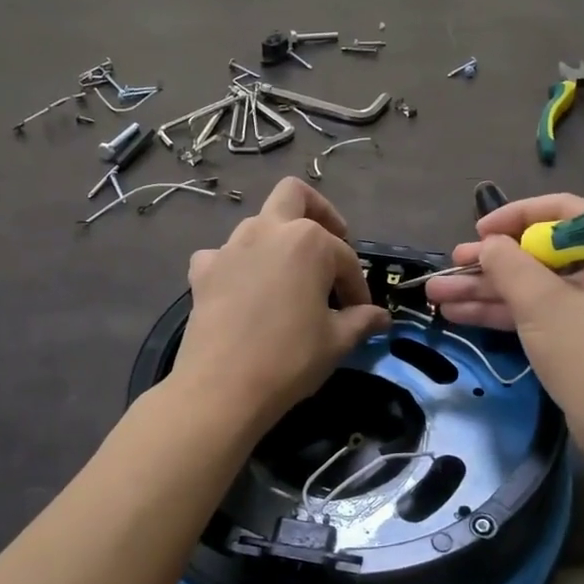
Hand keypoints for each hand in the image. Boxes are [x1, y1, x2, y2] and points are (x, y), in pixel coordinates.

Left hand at [169, 178, 389, 433]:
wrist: (222, 388)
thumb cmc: (290, 358)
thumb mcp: (337, 341)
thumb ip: (361, 320)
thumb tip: (381, 318)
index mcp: (309, 241)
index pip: (345, 258)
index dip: (358, 286)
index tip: (362, 311)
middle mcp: (268, 230)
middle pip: (295, 196)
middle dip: (319, 213)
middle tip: (331, 244)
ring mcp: (230, 246)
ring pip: (259, 223)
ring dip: (279, 240)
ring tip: (290, 277)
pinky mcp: (203, 270)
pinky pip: (225, 254)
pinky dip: (239, 264)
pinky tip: (245, 290)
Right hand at [424, 193, 583, 446]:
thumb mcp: (542, 302)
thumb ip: (509, 263)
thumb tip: (489, 243)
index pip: (564, 212)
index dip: (516, 216)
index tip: (479, 230)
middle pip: (542, 252)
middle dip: (491, 262)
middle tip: (450, 263)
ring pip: (535, 285)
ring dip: (486, 289)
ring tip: (436, 293)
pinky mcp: (582, 334)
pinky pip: (540, 310)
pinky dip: (504, 311)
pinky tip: (459, 312)